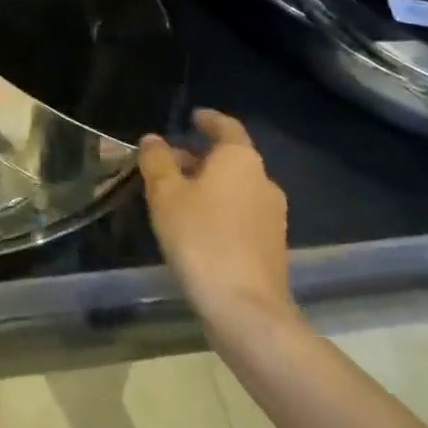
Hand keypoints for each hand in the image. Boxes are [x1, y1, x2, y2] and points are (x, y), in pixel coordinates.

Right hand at [141, 109, 297, 332]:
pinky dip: (220, 211)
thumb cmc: (201, 238)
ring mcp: (273, 216)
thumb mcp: (165, 194)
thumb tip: (153, 140)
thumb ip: (157, 161)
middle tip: (168, 164)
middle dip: (200, 158)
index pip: (226, 127)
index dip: (208, 120)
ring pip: (236, 188)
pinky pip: (242, 214)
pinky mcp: (273, 247)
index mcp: (240, 159)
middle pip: (230, 159)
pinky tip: (197, 229)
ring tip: (177, 199)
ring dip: (209, 186)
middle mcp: (264, 180)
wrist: (246, 310)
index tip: (192, 117)